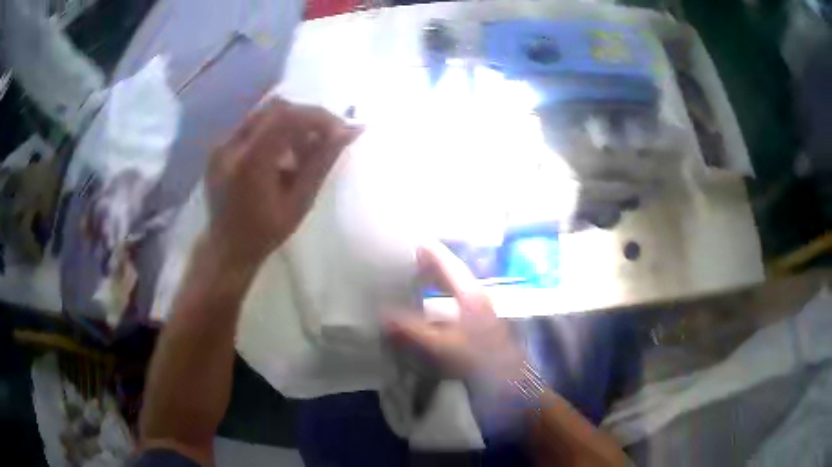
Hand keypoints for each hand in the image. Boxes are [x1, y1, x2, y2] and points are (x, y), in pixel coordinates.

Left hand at [205, 98, 360, 266]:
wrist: (227, 248)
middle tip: (324, 140)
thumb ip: (322, 162)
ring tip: (303, 153)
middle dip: (306, 119)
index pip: (287, 117)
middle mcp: (231, 146)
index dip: (318, 117)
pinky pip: (253, 126)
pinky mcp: (220, 148)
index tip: (340, 130)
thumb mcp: (300, 201)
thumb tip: (350, 131)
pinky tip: (282, 157)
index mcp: (249, 163)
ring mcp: (222, 145)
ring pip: (264, 115)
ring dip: (291, 125)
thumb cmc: (266, 233)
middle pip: (276, 109)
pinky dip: (274, 133)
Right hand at [387, 242, 526, 382]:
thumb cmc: (479, 358)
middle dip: (428, 263)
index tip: (409, 240)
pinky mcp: (476, 319)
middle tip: (404, 258)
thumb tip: (383, 314)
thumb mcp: (443, 345)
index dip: (428, 250)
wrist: (508, 379)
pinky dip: (437, 295)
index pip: (446, 262)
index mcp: (469, 292)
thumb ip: (412, 330)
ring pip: (452, 284)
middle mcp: (474, 294)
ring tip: (411, 276)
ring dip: (434, 278)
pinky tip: (425, 304)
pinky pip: (453, 298)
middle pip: (450, 271)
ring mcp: (477, 306)